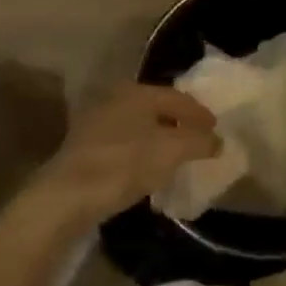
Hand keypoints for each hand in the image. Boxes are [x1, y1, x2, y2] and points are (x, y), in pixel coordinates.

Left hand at [21, 83, 220, 232]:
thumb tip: (218, 139)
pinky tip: (146, 167)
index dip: (200, 113)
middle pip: (156, 107)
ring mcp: (97, 120)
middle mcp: (116, 97)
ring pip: (138, 124)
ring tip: (175, 155)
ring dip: (158, 137)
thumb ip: (198, 141)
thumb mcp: (171, 152)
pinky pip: (123, 142)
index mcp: (138, 91)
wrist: (67, 194)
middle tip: (198, 139)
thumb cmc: (124, 164)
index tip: (216, 129)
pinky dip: (140, 150)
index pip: (177, 97)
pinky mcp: (84, 145)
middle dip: (178, 123)